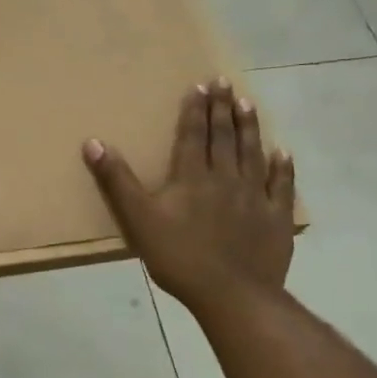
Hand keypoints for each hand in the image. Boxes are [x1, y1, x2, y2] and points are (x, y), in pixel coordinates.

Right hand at [82, 78, 295, 316]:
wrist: (232, 295)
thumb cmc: (179, 257)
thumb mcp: (138, 219)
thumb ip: (117, 180)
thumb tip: (94, 142)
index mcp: (192, 177)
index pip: (193, 135)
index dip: (195, 109)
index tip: (200, 85)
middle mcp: (226, 178)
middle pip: (224, 137)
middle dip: (222, 108)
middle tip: (224, 82)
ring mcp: (255, 197)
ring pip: (252, 153)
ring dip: (250, 127)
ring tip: (248, 103)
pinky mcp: (276, 218)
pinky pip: (280, 186)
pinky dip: (282, 168)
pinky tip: (283, 152)